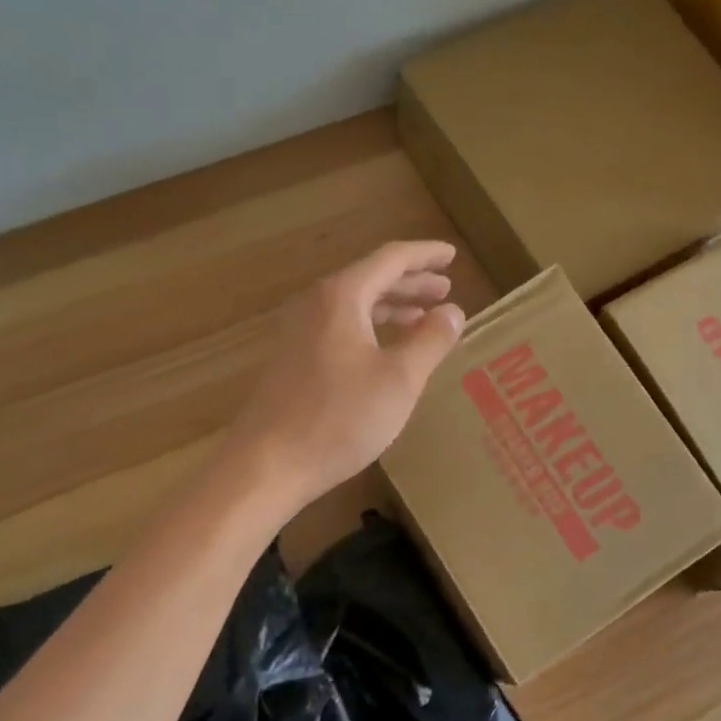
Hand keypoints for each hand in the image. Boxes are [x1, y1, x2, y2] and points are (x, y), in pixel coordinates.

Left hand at [226, 240, 465, 511]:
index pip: (390, 259)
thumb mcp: (399, 380)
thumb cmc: (340, 418)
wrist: (268, 464)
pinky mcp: (293, 360)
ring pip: (354, 305)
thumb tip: (453, 311)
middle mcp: (316, 304)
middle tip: (444, 288)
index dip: (425, 256)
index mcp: (342, 297)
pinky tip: (385, 350)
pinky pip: (340, 327)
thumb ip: (430, 340)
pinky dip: (370, 328)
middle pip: (370, 279)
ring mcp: (299, 332)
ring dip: (391, 307)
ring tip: (422, 317)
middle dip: (410, 282)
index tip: (452, 256)